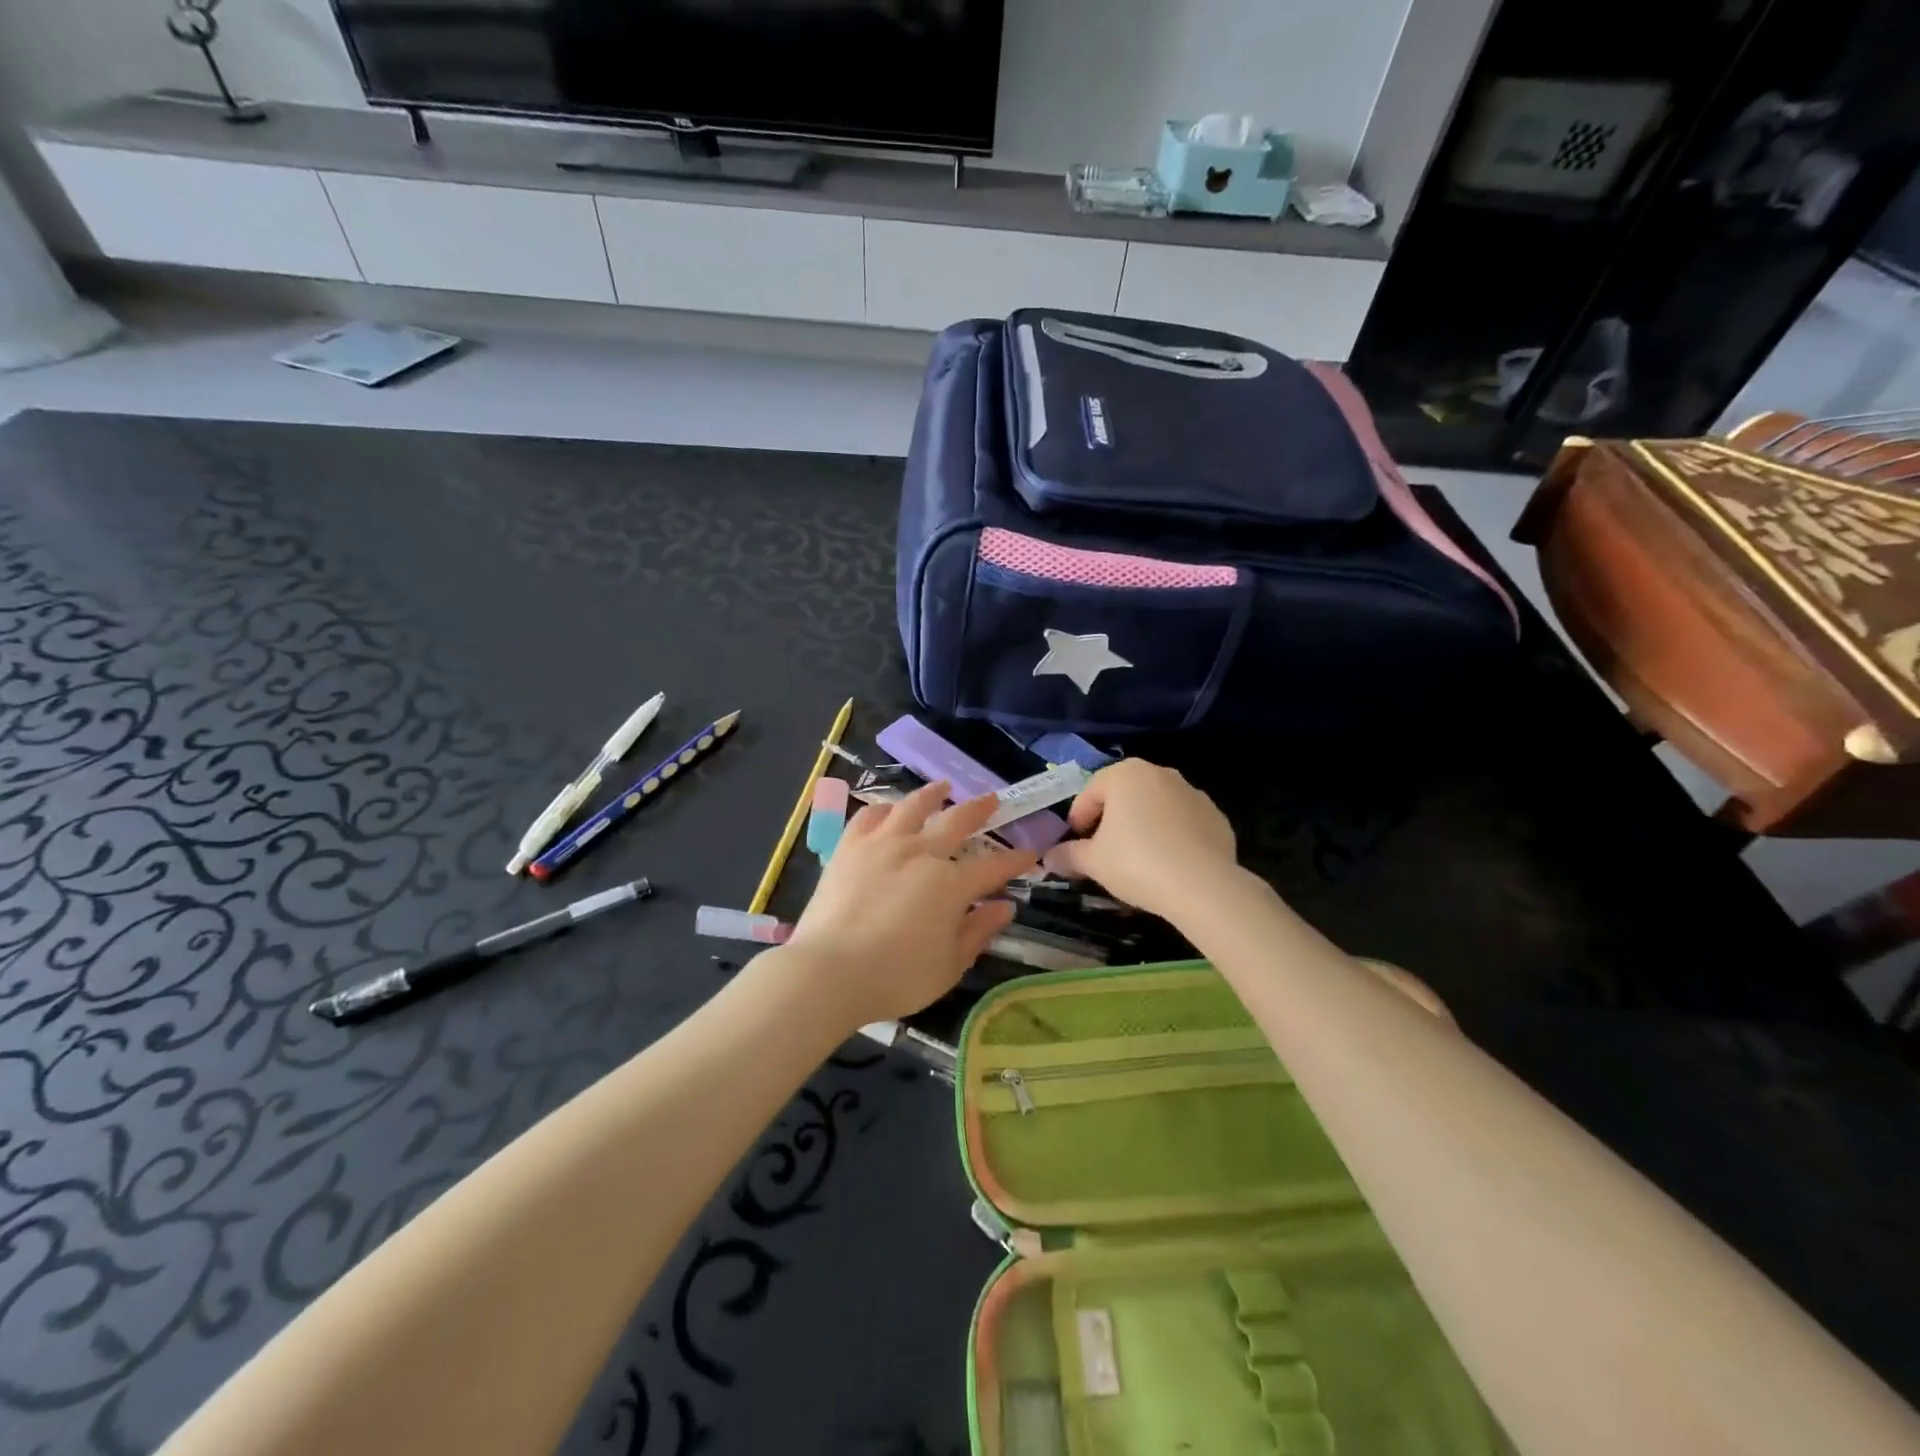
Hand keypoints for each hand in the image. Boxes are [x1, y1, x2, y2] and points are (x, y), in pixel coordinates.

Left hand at [783, 781, 1036, 1027]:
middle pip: (957, 822)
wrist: (829, 971)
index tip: (1030, 853)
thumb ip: (978, 931)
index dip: (1015, 861)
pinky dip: (883, 808)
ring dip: (932, 794)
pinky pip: (869, 815)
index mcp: (951, 884)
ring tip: (943, 786)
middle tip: (993, 799)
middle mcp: (921, 853)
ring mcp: (882, 844)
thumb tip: (1005, 906)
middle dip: (980, 810)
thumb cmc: (895, 977)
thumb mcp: (949, 965)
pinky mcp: (849, 847)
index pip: (993, 867)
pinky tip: (888, 809)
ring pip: (913, 807)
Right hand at [1042, 759, 1237, 919]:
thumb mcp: (1093, 862)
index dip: (1078, 820)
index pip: (1090, 792)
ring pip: (1155, 808)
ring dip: (1143, 826)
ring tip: (1138, 860)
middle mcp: (1161, 773)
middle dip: (1111, 820)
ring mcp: (1193, 793)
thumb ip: (1068, 855)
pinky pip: (1183, 823)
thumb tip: (1049, 858)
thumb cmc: (1137, 863)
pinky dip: (1172, 837)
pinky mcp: (1216, 816)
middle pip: (1124, 795)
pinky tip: (1168, 864)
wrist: (1203, 886)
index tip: (1076, 845)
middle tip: (1104, 851)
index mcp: (1126, 774)